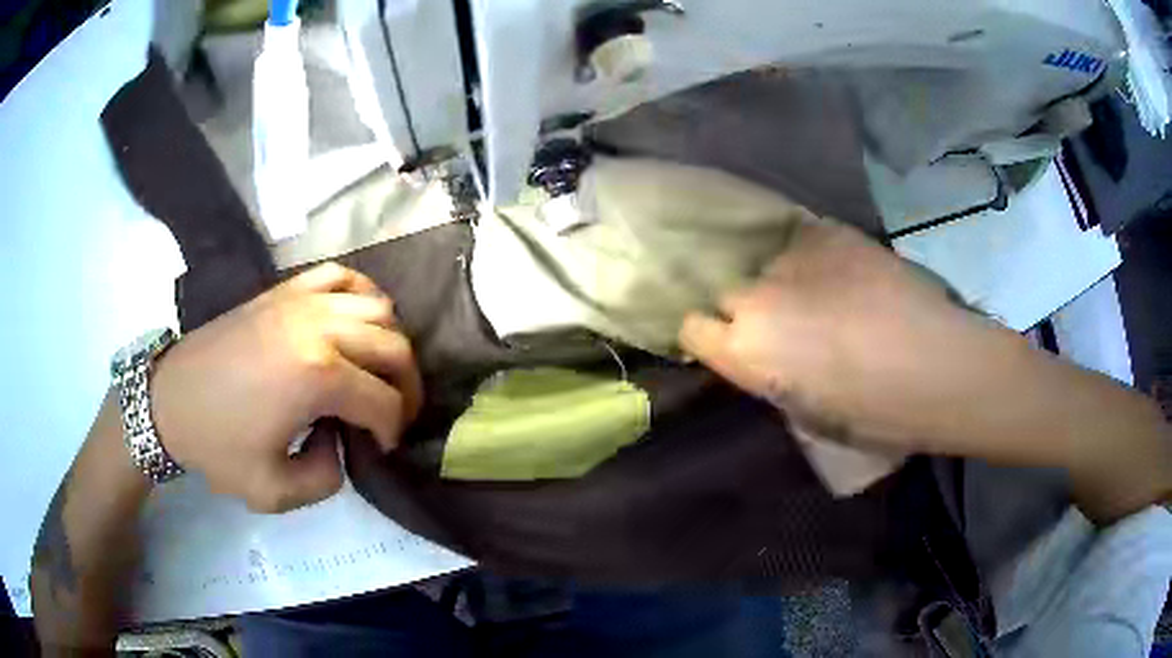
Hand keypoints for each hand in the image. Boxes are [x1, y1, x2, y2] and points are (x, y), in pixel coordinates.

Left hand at [151, 263, 423, 512]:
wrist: (170, 400)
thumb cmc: (218, 446)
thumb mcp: (275, 491)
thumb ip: (328, 477)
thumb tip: (341, 439)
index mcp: (318, 377)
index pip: (384, 401)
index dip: (393, 430)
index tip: (380, 448)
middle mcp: (319, 327)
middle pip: (394, 348)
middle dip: (407, 387)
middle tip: (395, 413)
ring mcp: (302, 300)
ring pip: (378, 307)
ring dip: (390, 341)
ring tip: (377, 370)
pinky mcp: (286, 289)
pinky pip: (342, 275)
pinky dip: (363, 294)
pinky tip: (356, 319)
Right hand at [679, 220, 995, 453]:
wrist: (936, 366)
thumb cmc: (873, 414)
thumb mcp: (804, 414)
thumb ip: (768, 376)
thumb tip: (763, 355)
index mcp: (744, 350)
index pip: (691, 327)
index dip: (712, 337)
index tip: (735, 344)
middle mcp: (754, 296)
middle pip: (729, 292)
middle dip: (751, 309)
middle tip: (789, 321)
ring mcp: (791, 256)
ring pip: (768, 264)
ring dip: (785, 279)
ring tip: (824, 292)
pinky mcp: (827, 231)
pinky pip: (802, 239)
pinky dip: (814, 256)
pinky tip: (843, 271)